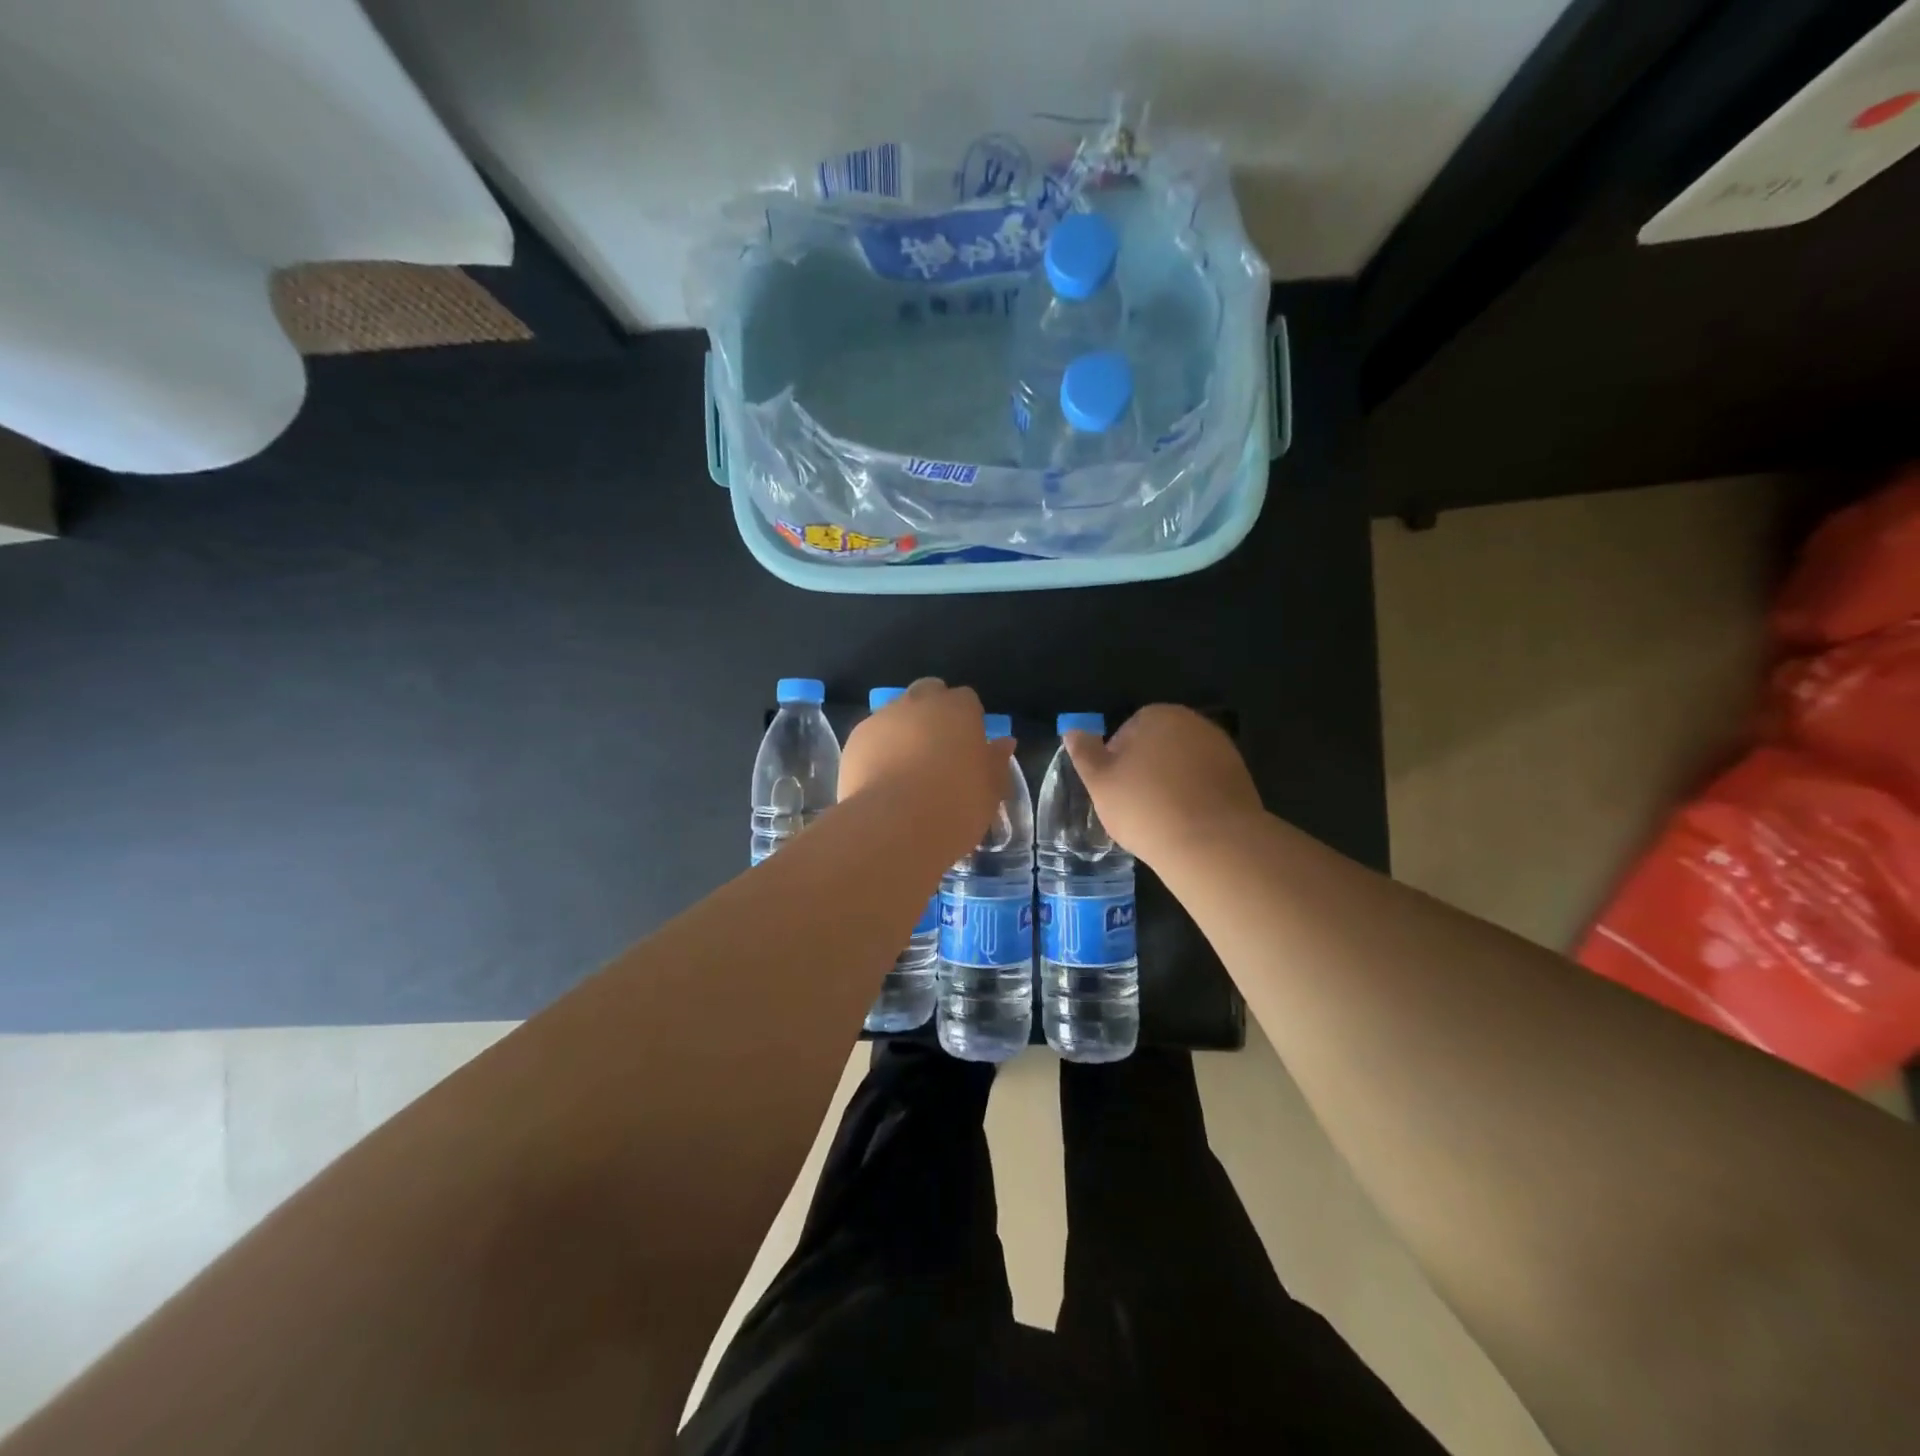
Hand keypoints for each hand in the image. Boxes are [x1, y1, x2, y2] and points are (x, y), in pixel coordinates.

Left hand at [841, 679, 1014, 845]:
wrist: (895, 826)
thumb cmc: (956, 806)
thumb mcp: (991, 790)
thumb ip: (996, 761)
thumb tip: (1003, 743)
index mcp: (958, 709)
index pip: (967, 700)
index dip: (968, 721)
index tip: (968, 747)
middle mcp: (919, 702)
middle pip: (929, 693)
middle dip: (934, 712)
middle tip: (938, 750)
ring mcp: (883, 717)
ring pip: (897, 713)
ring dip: (904, 730)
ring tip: (907, 769)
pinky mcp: (855, 739)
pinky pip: (873, 736)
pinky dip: (879, 749)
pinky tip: (883, 779)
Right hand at [1064, 705, 1262, 864]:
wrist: (1211, 843)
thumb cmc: (1145, 807)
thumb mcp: (1099, 782)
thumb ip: (1084, 752)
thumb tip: (1072, 730)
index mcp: (1158, 715)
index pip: (1126, 732)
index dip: (1115, 762)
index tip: (1114, 791)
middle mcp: (1194, 723)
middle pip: (1157, 746)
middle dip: (1145, 770)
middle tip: (1134, 806)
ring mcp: (1222, 749)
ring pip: (1182, 765)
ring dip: (1170, 784)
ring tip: (1161, 818)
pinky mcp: (1240, 777)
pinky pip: (1205, 783)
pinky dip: (1194, 797)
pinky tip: (1186, 823)